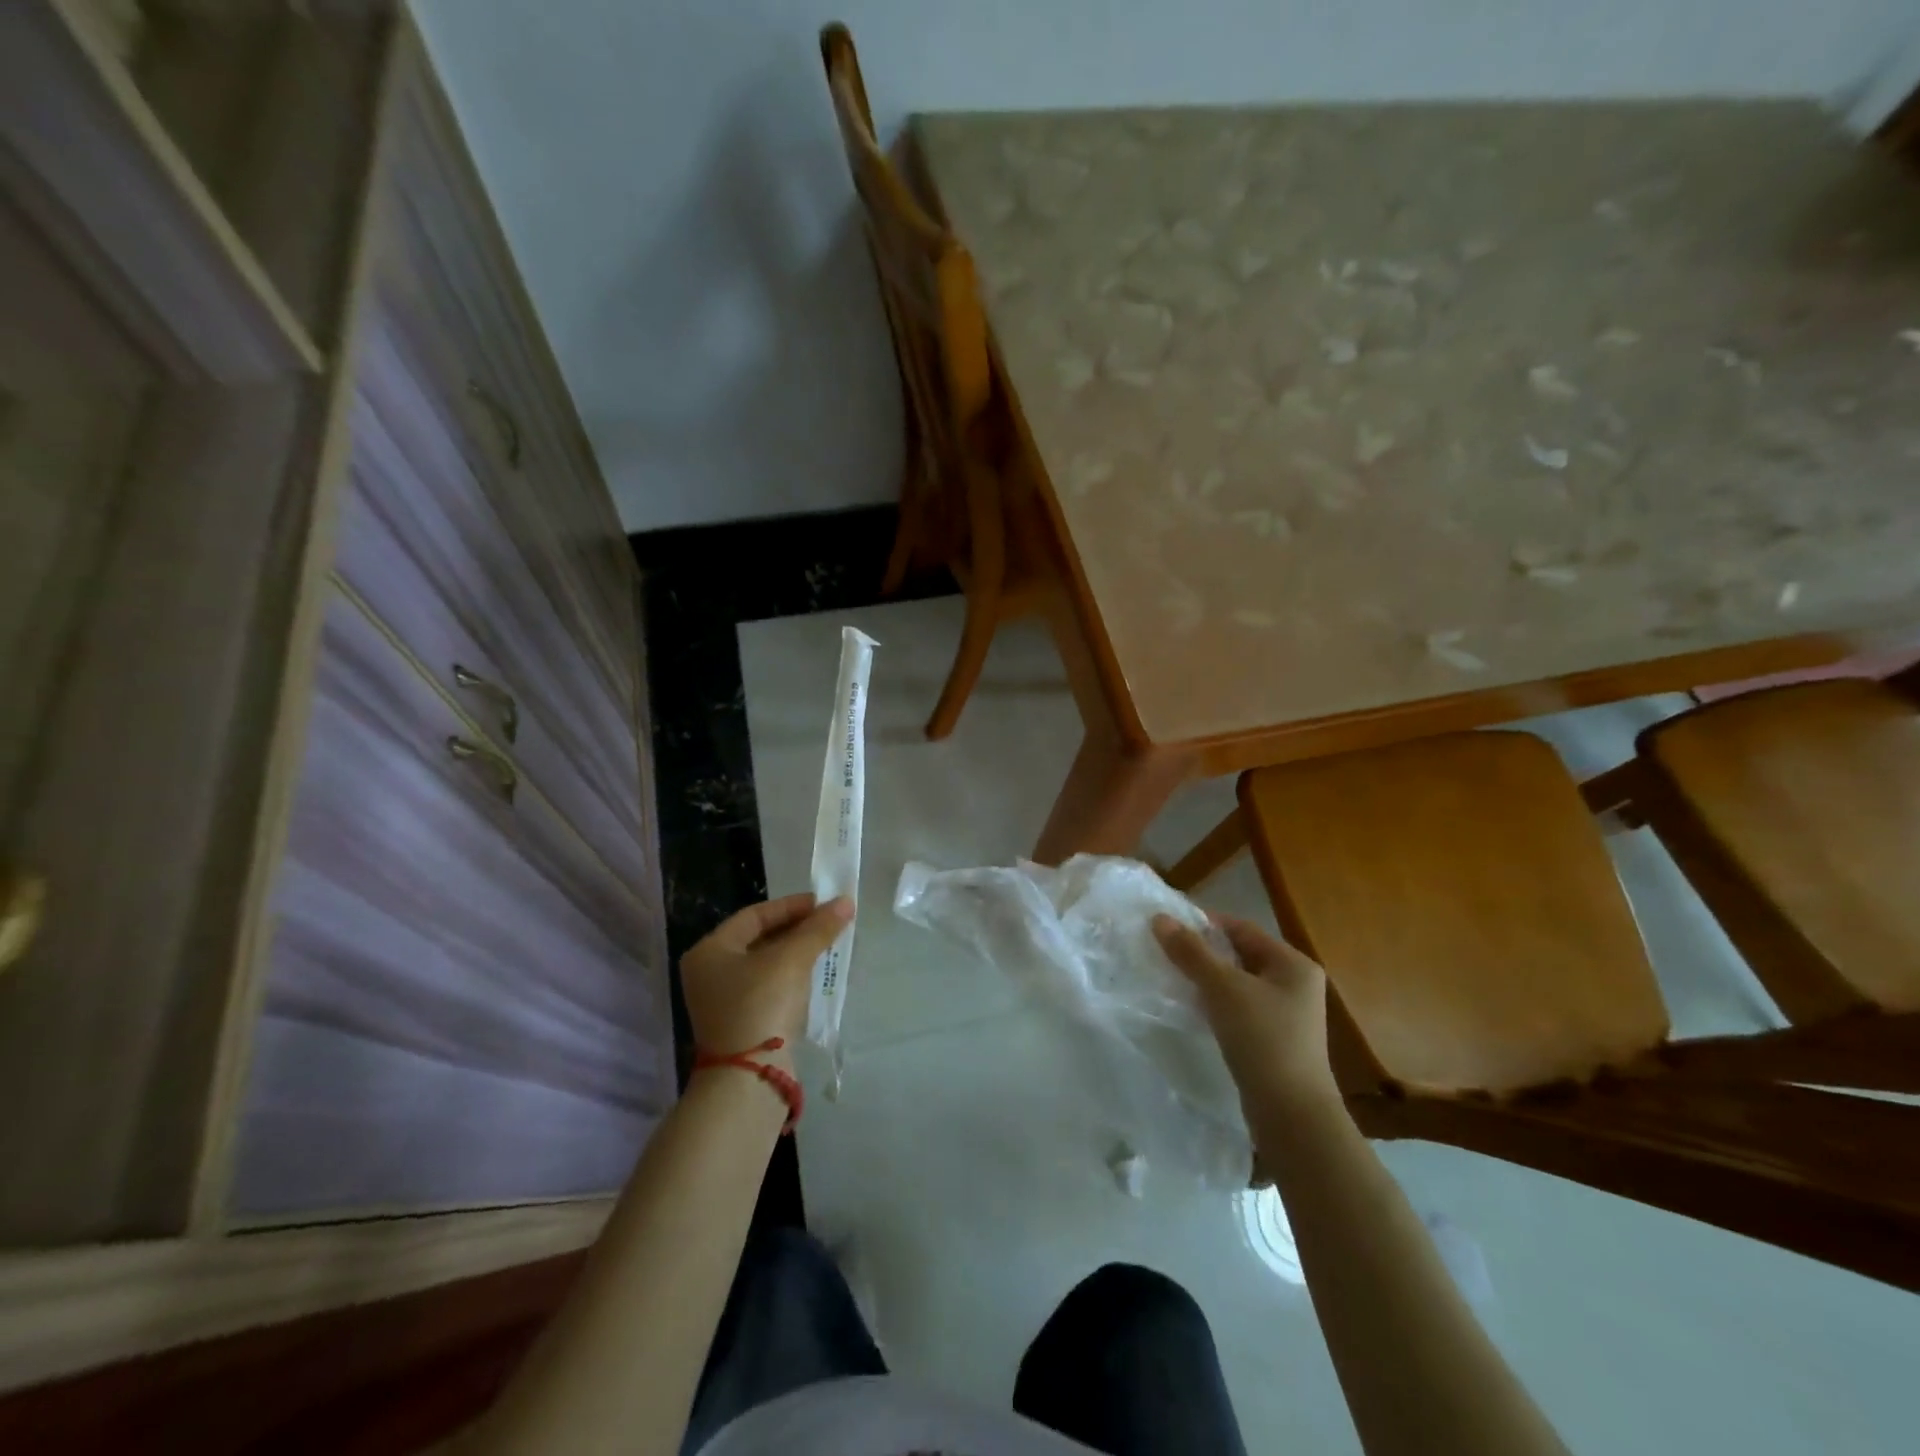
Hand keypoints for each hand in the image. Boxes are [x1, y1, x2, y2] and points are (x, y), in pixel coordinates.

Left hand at [682, 894, 851, 1069]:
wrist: (748, 1080)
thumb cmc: (761, 1006)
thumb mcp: (792, 960)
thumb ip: (818, 928)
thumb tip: (846, 901)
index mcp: (709, 951)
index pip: (754, 915)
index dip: (791, 906)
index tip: (824, 903)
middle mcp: (709, 973)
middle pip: (759, 939)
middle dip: (796, 929)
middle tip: (829, 923)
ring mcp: (723, 1001)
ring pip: (765, 964)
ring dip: (796, 952)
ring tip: (827, 945)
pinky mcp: (740, 1023)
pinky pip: (768, 987)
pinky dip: (791, 976)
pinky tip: (814, 974)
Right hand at [1153, 912, 1340, 1117]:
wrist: (1291, 1115)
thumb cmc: (1262, 1039)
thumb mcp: (1222, 988)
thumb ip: (1191, 952)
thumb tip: (1159, 918)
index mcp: (1293, 964)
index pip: (1242, 928)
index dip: (1205, 924)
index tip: (1169, 928)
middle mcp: (1295, 984)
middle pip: (1240, 955)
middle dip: (1203, 953)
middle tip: (1166, 952)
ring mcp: (1287, 1015)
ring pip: (1238, 984)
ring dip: (1208, 979)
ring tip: (1173, 978)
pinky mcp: (1274, 1041)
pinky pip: (1240, 1009)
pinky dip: (1216, 1004)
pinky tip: (1193, 1009)